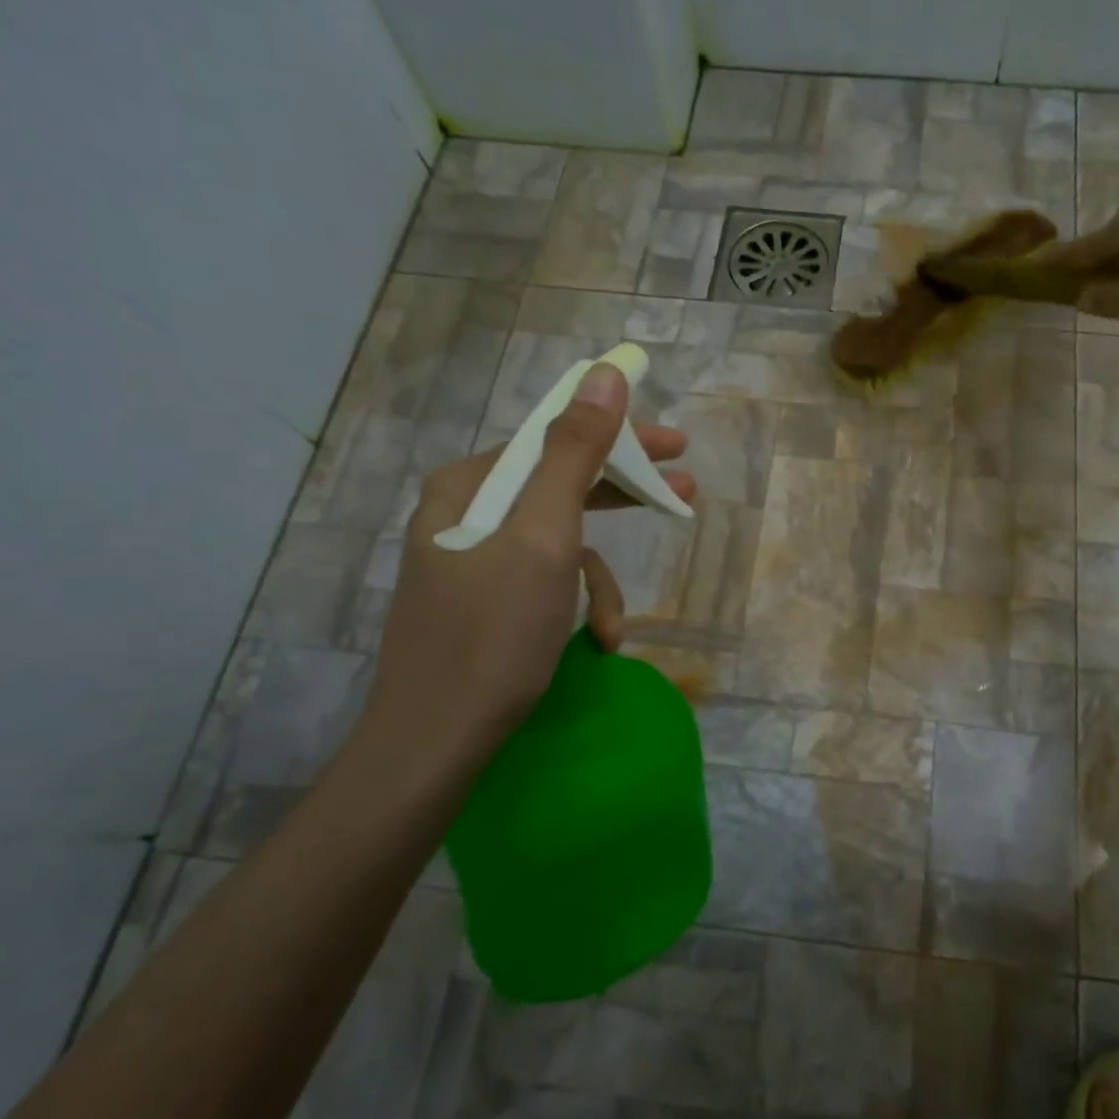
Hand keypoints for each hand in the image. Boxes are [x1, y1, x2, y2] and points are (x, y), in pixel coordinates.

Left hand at [353, 363, 695, 777]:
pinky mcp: (484, 604)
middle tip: (684, 494)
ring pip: (560, 544)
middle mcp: (465, 514)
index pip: (557, 438)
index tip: (677, 447)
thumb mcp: (545, 537)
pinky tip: (595, 644)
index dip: (621, 438)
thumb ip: (575, 453)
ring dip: (599, 581)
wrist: (434, 745)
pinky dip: (577, 608)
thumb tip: (605, 373)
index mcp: (470, 486)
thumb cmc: (493, 635)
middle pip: (562, 485)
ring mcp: (472, 562)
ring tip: (616, 627)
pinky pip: (545, 583)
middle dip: (623, 499)